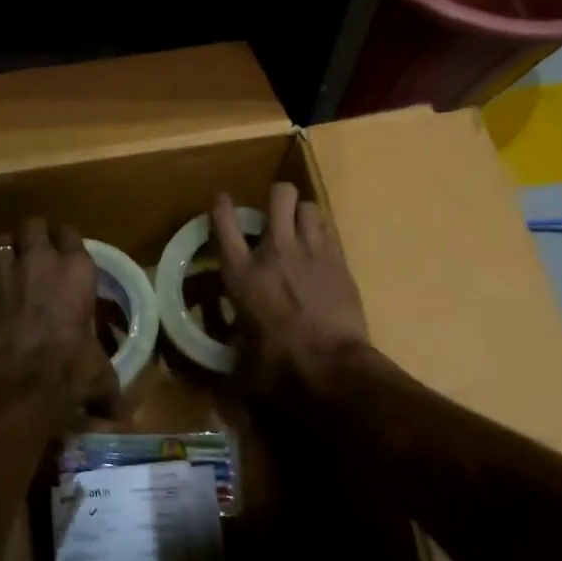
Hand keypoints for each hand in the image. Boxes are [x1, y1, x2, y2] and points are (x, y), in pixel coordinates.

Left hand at [0, 217, 121, 421]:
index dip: (67, 243)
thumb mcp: (98, 376)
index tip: (66, 255)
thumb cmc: (68, 371)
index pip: (71, 234)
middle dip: (35, 237)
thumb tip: (118, 414)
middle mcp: (41, 260)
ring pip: (4, 239)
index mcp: (78, 270)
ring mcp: (6, 269)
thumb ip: (108, 386)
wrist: (17, 384)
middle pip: (35, 225)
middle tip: (38, 256)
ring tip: (12, 266)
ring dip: (9, 250)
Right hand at [212, 182, 370, 393]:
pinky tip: (319, 254)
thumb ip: (233, 329)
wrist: (331, 365)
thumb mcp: (241, 347)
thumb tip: (233, 328)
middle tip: (274, 214)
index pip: (224, 222)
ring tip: (299, 232)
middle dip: (276, 197)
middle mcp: (276, 251)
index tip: (222, 202)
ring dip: (301, 215)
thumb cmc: (278, 363)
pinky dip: (321, 236)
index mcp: (242, 272)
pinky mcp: (339, 261)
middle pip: (279, 195)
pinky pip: (329, 232)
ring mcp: (312, 251)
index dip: (221, 206)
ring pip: (309, 206)